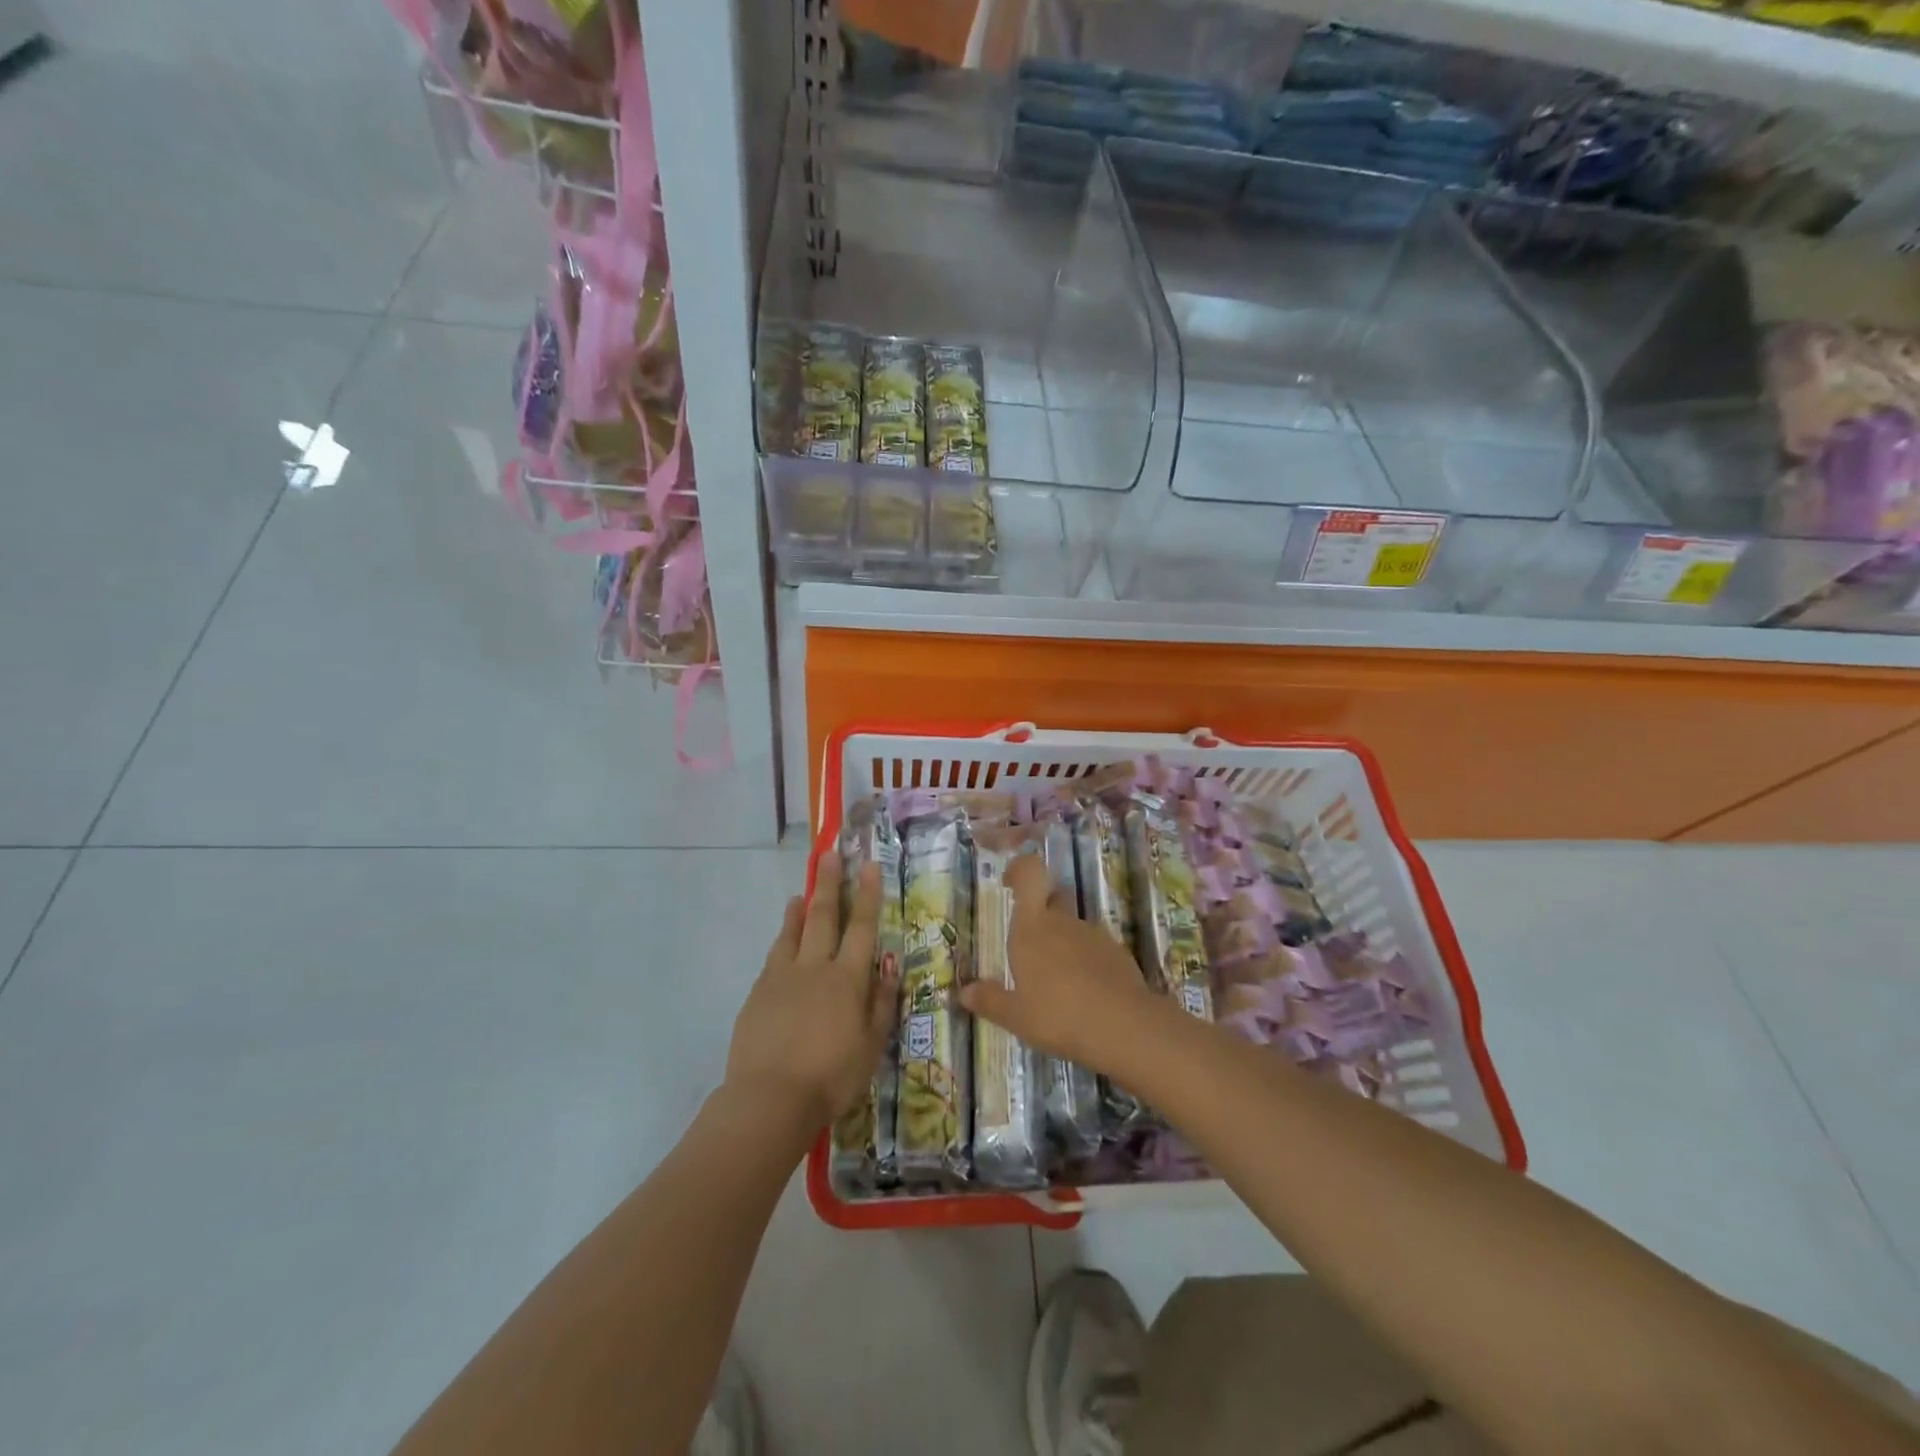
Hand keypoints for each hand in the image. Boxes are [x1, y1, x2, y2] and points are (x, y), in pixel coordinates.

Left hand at [726, 851, 898, 1131]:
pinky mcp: (758, 994)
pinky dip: (781, 941)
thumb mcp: (871, 1045)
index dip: (867, 894)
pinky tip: (783, 942)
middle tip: (829, 855)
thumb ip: (881, 1001)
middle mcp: (814, 968)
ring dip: (799, 909)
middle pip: (823, 917)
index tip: (869, 865)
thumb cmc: (831, 1077)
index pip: (861, 927)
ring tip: (802, 892)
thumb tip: (888, 963)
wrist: (769, 1100)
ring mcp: (781, 978)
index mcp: (847, 979)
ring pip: (792, 933)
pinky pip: (773, 958)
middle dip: (829, 884)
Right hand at [959, 852, 1162, 1072]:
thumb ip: (990, 1001)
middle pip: (1052, 898)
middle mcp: (1063, 922)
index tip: (1010, 882)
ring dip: (1064, 942)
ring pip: (1073, 926)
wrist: (1124, 1027)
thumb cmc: (1058, 1016)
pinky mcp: (1118, 952)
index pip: (1030, 873)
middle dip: (1041, 913)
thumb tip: (964, 992)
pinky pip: (1094, 947)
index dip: (1020, 869)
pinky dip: (1086, 961)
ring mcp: (1094, 934)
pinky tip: (1085, 993)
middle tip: (1030, 947)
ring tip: (1058, 982)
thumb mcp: (1016, 1016)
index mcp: (1032, 927)